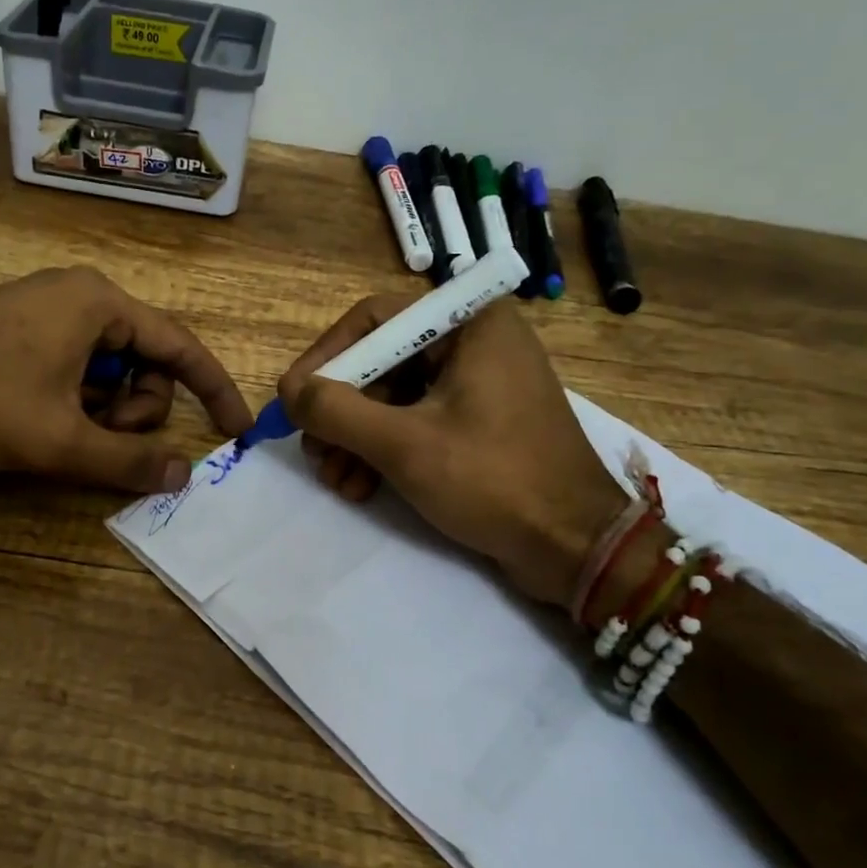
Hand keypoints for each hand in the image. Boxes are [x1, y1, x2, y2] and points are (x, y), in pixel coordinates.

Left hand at [0, 267, 253, 493]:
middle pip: (144, 360)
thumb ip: (128, 461)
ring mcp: (48, 308)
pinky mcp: (23, 326)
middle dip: (134, 407)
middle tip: (98, 436)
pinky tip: (41, 416)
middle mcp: (81, 294)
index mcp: (100, 304)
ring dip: (103, 407)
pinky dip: (76, 397)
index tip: (237, 429)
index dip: (214, 390)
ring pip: (109, 366)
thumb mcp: (61, 440)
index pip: (181, 346)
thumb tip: (181, 475)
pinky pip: (77, 363)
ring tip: (61, 428)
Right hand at [279, 297, 628, 605]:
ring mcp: (480, 384)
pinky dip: (384, 451)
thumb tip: (289, 392)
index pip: (374, 319)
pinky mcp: (481, 422)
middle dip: (340, 410)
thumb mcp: (403, 444)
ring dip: (356, 438)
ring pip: (394, 398)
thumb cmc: (494, 480)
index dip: (326, 357)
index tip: (294, 399)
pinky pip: (417, 422)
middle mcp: (475, 342)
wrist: (577, 548)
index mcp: (469, 324)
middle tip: (313, 449)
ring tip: (335, 480)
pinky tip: (361, 488)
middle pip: (381, 361)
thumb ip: (336, 411)